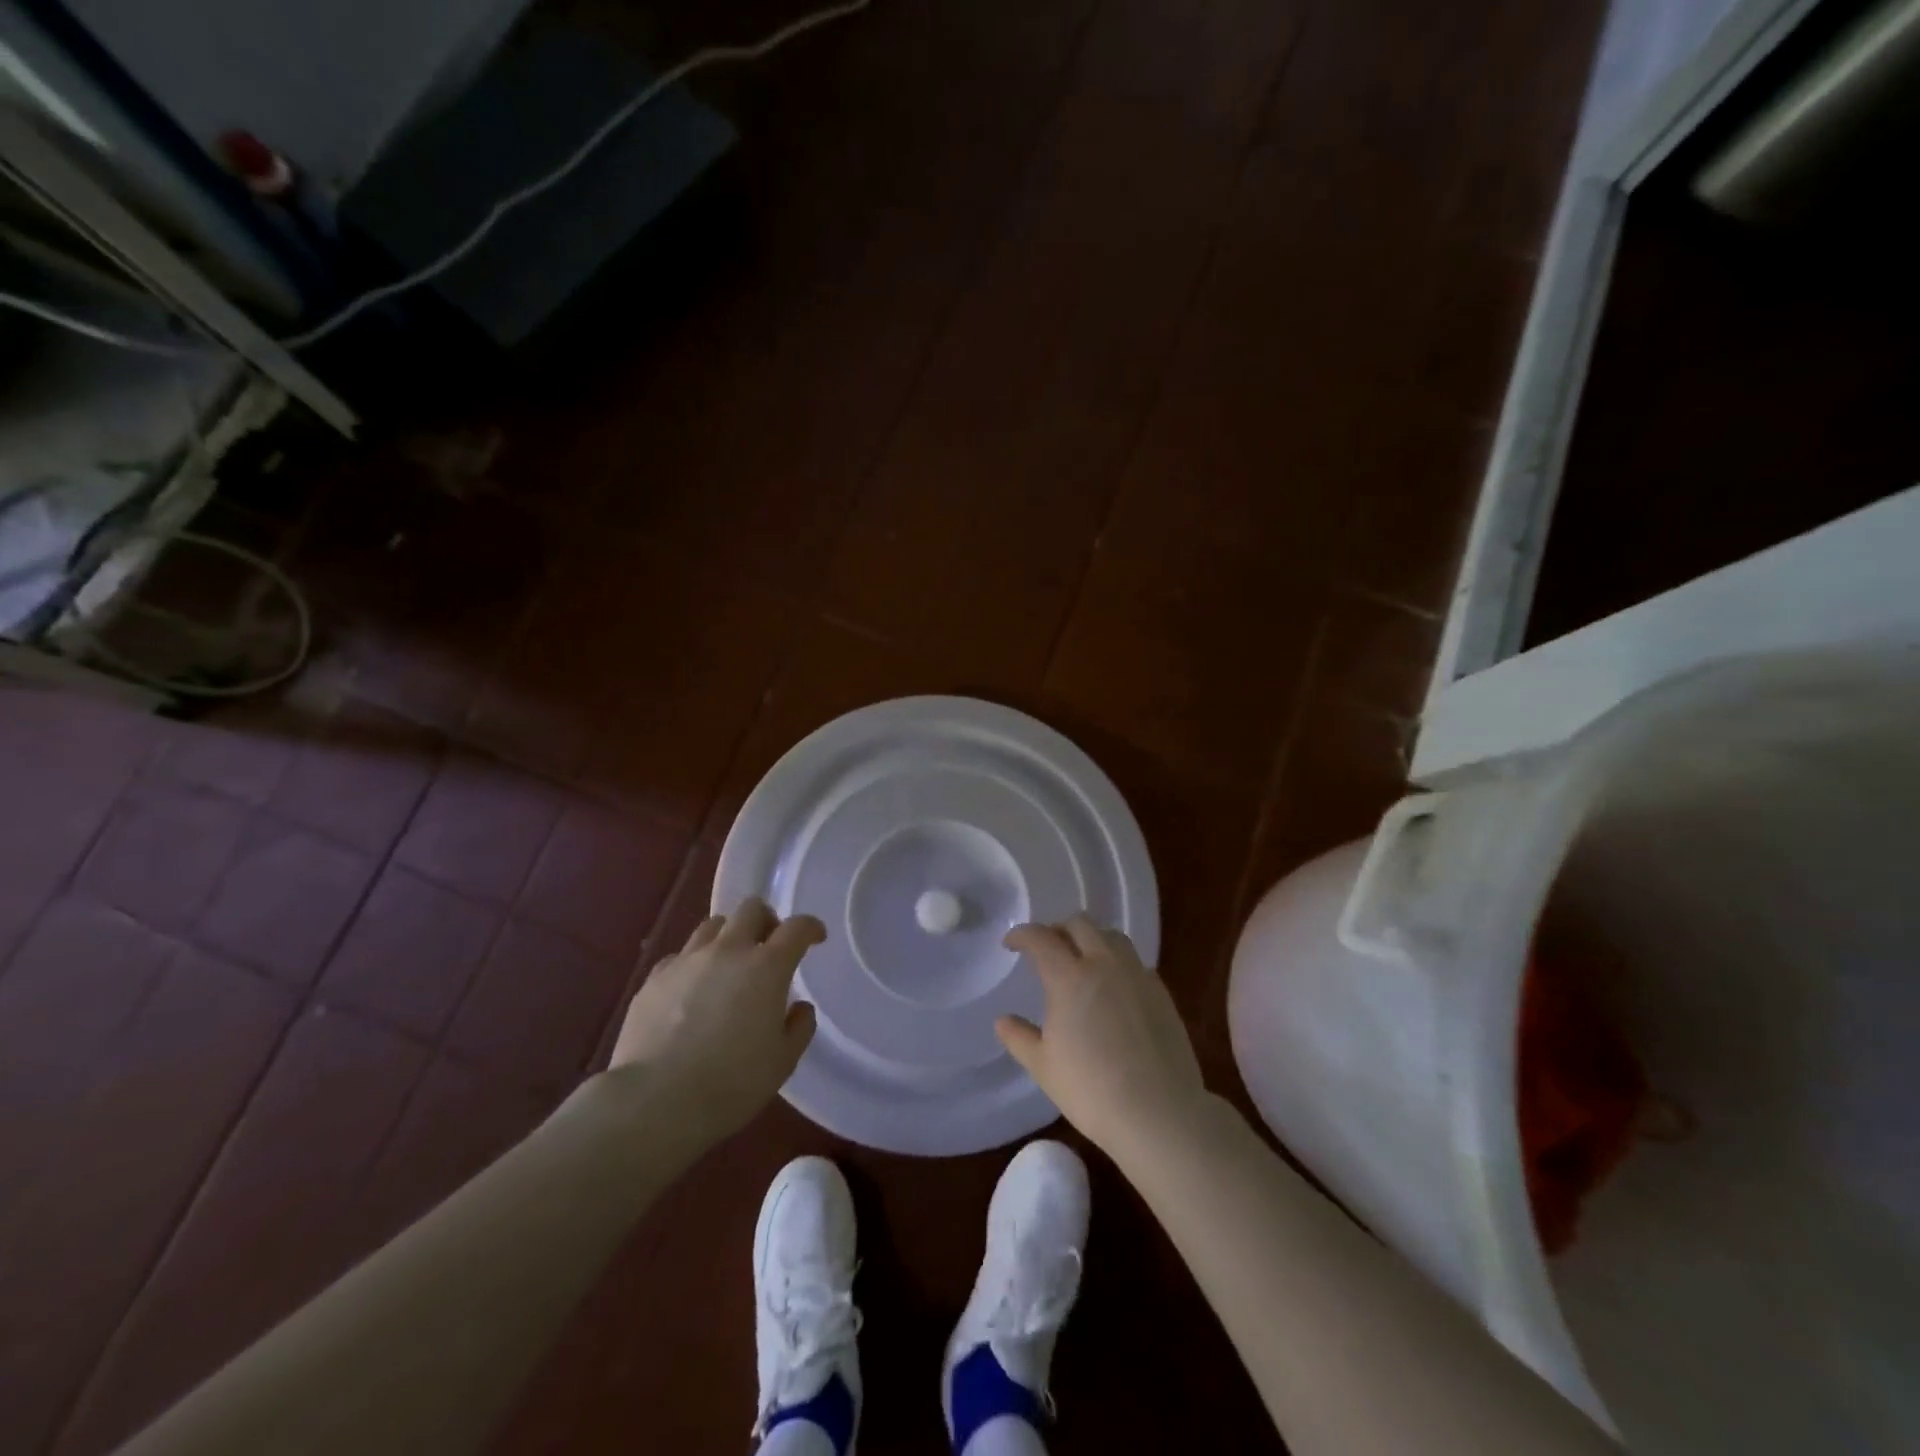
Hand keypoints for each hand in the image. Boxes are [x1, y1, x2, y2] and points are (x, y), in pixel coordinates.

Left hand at [609, 899, 823, 1140]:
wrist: (654, 1101)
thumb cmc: (731, 1083)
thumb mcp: (782, 1062)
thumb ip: (799, 1027)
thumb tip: (798, 1007)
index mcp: (767, 967)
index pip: (796, 928)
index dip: (810, 928)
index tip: (816, 938)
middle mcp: (728, 951)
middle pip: (751, 909)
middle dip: (767, 921)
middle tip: (769, 947)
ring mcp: (687, 961)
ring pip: (713, 925)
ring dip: (729, 936)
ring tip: (729, 965)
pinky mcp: (654, 978)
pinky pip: (680, 956)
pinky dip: (693, 964)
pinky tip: (691, 991)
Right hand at [998, 916, 1208, 1161]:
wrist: (1159, 1113)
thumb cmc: (1091, 1090)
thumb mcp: (1044, 1067)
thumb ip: (1019, 1037)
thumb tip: (1002, 1020)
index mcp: (1069, 977)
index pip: (1041, 938)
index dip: (1022, 934)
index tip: (1011, 943)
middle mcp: (1104, 964)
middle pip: (1080, 924)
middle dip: (1058, 929)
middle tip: (1047, 949)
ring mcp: (1137, 975)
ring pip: (1112, 936)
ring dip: (1091, 939)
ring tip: (1082, 961)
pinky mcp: (1161, 992)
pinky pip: (1135, 962)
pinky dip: (1117, 963)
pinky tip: (1114, 988)